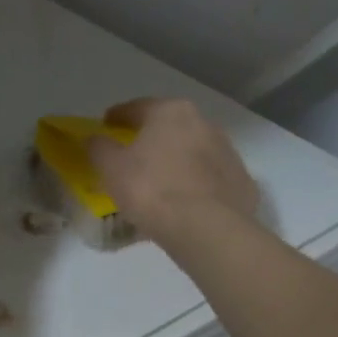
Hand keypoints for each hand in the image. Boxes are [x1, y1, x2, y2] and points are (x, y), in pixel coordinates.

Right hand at [85, 99, 257, 244]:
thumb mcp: (111, 167)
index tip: (106, 125)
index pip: (137, 108)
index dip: (117, 117)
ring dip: (176, 160)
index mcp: (170, 112)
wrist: (207, 229)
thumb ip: (99, 147)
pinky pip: (210, 178)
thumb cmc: (151, 189)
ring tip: (160, 181)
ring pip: (193, 151)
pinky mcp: (242, 182)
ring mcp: (228, 153)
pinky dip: (196, 184)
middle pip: (169, 127)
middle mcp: (204, 124)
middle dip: (151, 137)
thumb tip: (95, 139)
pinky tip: (185, 201)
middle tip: (133, 154)